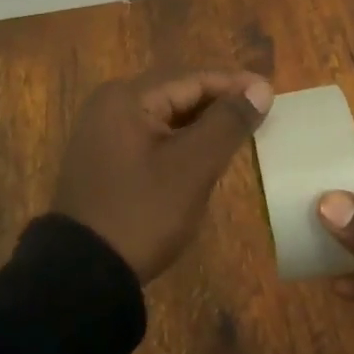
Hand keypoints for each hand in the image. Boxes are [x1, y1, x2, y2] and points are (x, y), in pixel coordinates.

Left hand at [52, 69, 274, 281]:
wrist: (82, 274)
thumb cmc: (142, 213)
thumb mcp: (192, 167)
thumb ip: (227, 122)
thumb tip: (260, 87)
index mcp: (126, 97)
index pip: (192, 79)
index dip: (234, 85)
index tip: (272, 94)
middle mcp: (109, 105)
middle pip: (176, 94)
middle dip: (219, 102)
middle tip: (260, 113)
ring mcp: (102, 133)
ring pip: (164, 117)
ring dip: (201, 123)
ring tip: (239, 131)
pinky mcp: (102, 159)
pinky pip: (150, 137)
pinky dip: (179, 141)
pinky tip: (203, 154)